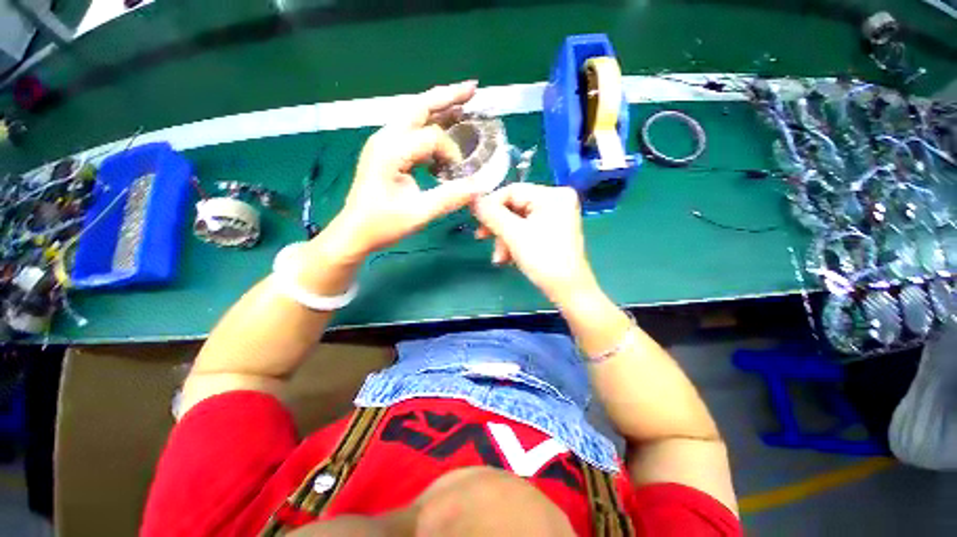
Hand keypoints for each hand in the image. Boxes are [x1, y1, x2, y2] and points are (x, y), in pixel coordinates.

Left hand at [320, 81, 484, 261]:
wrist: (354, 232)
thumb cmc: (382, 225)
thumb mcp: (418, 214)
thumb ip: (449, 198)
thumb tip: (479, 186)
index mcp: (390, 151)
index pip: (431, 137)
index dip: (452, 152)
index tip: (460, 173)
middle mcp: (385, 139)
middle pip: (418, 106)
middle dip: (447, 96)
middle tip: (473, 89)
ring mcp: (383, 143)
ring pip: (414, 114)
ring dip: (439, 107)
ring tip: (463, 103)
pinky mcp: (385, 151)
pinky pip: (411, 130)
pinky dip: (430, 126)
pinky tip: (444, 130)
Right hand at [472, 183, 599, 304]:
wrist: (568, 290)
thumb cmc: (544, 259)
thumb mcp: (514, 235)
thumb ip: (491, 214)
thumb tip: (473, 199)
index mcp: (553, 195)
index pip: (513, 190)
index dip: (491, 204)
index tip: (475, 218)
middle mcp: (556, 201)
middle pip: (514, 207)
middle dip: (498, 227)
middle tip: (481, 238)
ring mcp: (555, 216)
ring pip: (518, 221)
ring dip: (504, 239)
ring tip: (500, 258)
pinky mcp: (552, 231)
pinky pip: (526, 230)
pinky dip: (515, 243)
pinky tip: (509, 258)